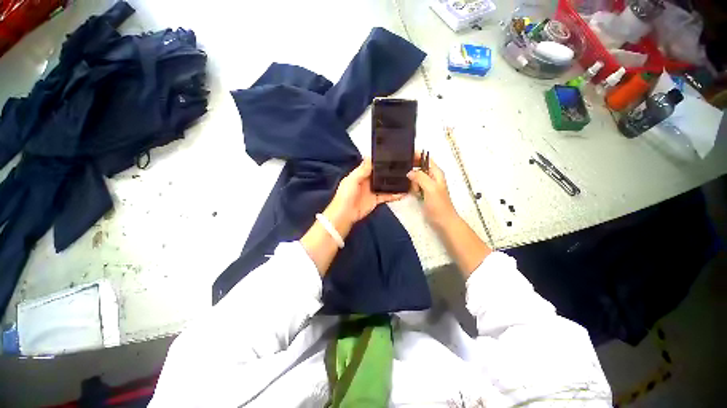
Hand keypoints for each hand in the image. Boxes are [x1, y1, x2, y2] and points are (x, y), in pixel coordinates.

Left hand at [302, 159, 403, 274]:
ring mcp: (372, 191)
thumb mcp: (352, 180)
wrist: (345, 215)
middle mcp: (367, 181)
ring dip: (393, 182)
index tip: (393, 155)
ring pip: (385, 184)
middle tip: (404, 166)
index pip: (371, 165)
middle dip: (389, 171)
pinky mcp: (376, 200)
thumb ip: (362, 170)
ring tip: (406, 178)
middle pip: (380, 174)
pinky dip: (394, 195)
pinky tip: (403, 193)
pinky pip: (386, 196)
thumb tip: (370, 156)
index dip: (380, 160)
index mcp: (360, 174)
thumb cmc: (346, 195)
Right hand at [407, 154, 457, 229]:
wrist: (442, 221)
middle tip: (406, 175)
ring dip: (412, 180)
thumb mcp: (430, 188)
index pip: (426, 158)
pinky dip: (412, 186)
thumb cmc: (439, 205)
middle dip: (412, 169)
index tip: (404, 155)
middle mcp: (432, 177)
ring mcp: (427, 185)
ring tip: (413, 188)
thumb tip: (409, 172)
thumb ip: (420, 178)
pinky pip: (415, 185)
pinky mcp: (423, 192)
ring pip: (416, 176)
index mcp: (436, 173)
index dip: (416, 155)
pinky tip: (410, 190)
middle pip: (419, 167)